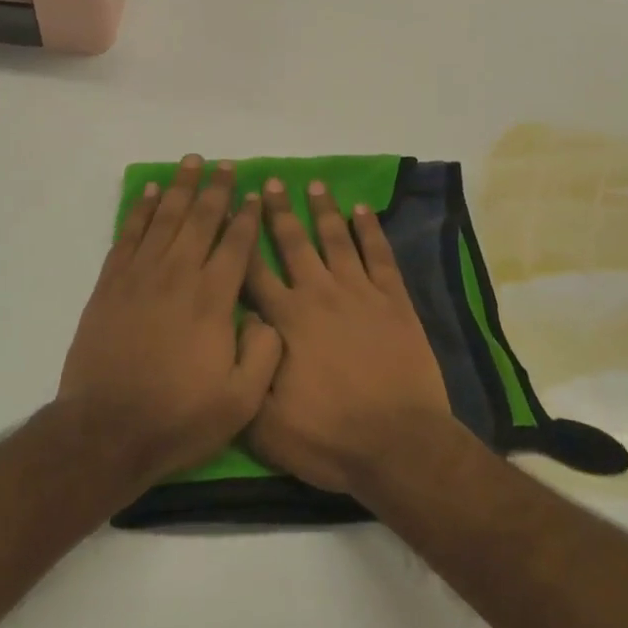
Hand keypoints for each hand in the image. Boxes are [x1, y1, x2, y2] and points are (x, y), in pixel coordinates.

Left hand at [57, 154, 281, 490]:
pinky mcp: (111, 284)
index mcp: (213, 299)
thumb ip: (264, 353)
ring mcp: (141, 276)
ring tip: (190, 163)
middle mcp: (178, 275)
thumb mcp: (241, 401)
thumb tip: (266, 315)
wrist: (106, 431)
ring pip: (165, 218)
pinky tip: (149, 193)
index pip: (236, 244)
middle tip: (225, 165)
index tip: (254, 193)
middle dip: (216, 189)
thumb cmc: (179, 417)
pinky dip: (140, 210)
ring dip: (180, 187)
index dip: (247, 216)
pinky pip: (128, 234)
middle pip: (200, 219)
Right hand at [243, 178, 456, 495]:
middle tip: (270, 182)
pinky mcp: (393, 300)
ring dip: (323, 210)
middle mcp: (318, 295)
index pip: (253, 270)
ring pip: (335, 239)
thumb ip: (245, 369)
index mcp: (285, 320)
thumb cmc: (328, 438)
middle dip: (278, 211)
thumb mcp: (264, 422)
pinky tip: (362, 210)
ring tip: (313, 184)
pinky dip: (370, 230)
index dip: (239, 239)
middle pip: (293, 243)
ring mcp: (359, 293)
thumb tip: (236, 326)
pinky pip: (379, 255)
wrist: (398, 445)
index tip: (230, 211)